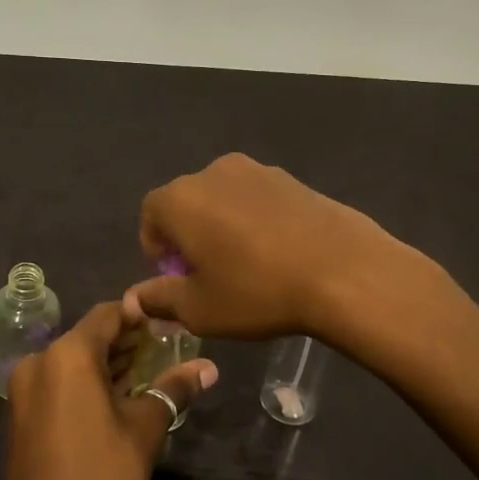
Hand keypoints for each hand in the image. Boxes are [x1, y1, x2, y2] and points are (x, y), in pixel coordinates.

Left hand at [0, 302, 216, 479]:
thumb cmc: (100, 475)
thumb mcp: (144, 429)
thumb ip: (174, 389)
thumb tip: (210, 368)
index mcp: (68, 354)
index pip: (107, 314)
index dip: (139, 316)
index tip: (169, 324)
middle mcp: (40, 360)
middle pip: (89, 336)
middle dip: (126, 341)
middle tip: (165, 349)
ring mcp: (25, 387)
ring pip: (73, 361)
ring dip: (107, 363)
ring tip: (147, 371)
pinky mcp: (21, 412)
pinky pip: (58, 381)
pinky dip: (86, 382)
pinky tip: (115, 396)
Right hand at [122, 153, 408, 340]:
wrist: (344, 271)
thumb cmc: (257, 291)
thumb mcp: (199, 309)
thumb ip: (159, 299)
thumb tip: (134, 298)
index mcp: (181, 198)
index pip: (150, 214)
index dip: (156, 247)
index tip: (175, 277)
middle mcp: (213, 173)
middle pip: (186, 203)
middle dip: (188, 236)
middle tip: (208, 275)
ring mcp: (257, 170)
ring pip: (223, 199)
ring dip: (222, 226)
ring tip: (245, 265)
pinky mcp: (292, 179)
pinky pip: (257, 199)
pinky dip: (254, 220)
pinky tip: (277, 253)